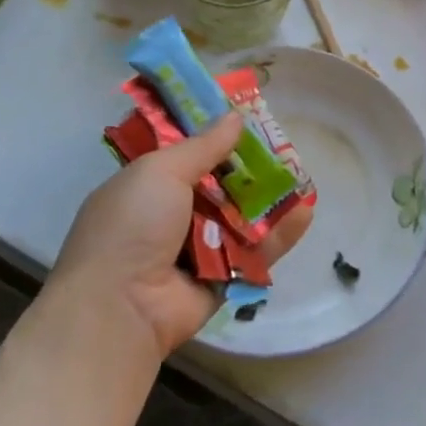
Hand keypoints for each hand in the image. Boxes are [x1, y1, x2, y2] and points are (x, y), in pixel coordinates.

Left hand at [52, 113, 310, 357]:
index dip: (217, 136)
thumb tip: (235, 116)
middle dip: (251, 167)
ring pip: (243, 217)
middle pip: (222, 184)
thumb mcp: (161, 172)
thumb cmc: (132, 227)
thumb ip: (203, 146)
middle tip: (285, 146)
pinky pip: (255, 251)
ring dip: (270, 198)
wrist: (120, 309)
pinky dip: (279, 234)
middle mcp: (173, 216)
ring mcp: (198, 249)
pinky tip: (305, 212)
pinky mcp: (223, 278)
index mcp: (148, 187)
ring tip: (303, 176)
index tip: (248, 117)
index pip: (188, 154)